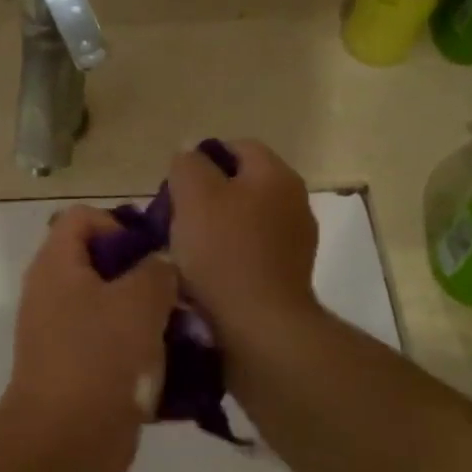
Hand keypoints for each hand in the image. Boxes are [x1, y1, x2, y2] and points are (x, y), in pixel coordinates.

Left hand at [0, 206, 177, 471]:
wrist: (65, 444)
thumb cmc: (100, 359)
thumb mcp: (140, 302)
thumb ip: (157, 270)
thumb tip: (160, 265)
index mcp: (57, 266)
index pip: (82, 218)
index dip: (120, 225)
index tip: (155, 254)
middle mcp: (54, 295)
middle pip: (103, 265)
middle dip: (147, 277)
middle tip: (182, 298)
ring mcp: (64, 336)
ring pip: (114, 310)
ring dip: (152, 319)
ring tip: (189, 335)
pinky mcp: (78, 371)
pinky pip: (115, 348)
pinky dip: (143, 354)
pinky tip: (178, 370)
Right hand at [167, 140, 319, 345]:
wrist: (259, 325)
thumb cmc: (223, 253)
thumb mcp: (193, 196)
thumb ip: (188, 165)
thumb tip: (190, 155)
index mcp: (275, 174)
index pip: (237, 147)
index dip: (201, 160)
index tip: (174, 187)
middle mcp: (294, 200)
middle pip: (242, 184)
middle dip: (206, 196)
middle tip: (175, 218)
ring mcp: (296, 239)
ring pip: (246, 218)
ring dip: (217, 228)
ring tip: (186, 250)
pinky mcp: (289, 273)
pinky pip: (253, 250)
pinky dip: (230, 255)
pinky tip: (208, 274)